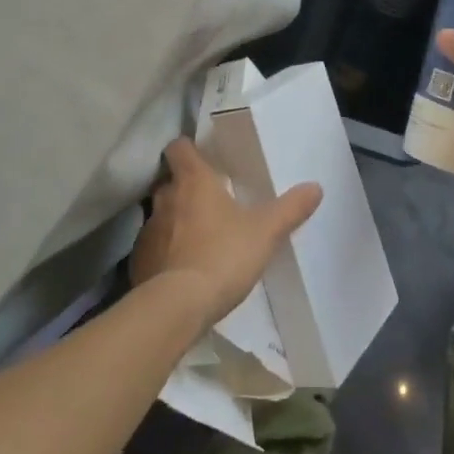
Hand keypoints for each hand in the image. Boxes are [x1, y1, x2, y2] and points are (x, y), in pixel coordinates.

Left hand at [131, 138, 322, 331]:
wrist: (178, 306)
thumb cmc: (223, 255)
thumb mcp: (265, 232)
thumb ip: (290, 209)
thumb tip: (315, 186)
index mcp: (194, 181)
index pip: (179, 148)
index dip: (188, 149)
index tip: (201, 157)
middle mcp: (165, 198)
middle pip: (170, 182)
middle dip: (184, 188)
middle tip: (208, 201)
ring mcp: (148, 230)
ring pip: (160, 215)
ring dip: (174, 221)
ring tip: (197, 237)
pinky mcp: (138, 261)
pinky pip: (152, 248)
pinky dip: (164, 252)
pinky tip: (181, 268)